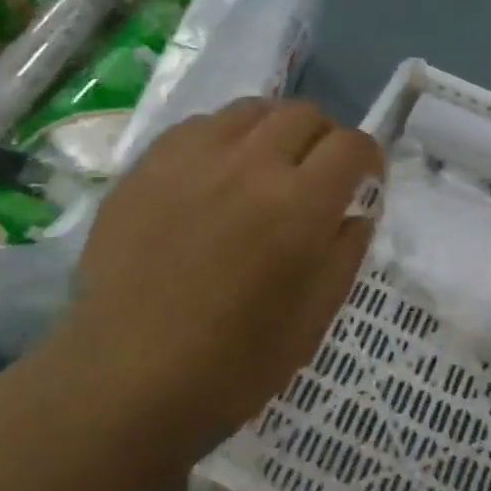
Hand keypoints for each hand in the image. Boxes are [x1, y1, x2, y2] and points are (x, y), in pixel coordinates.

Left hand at [47, 99, 383, 476]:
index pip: (351, 145)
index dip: (369, 158)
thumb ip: (345, 254)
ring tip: (266, 166)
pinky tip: (215, 176)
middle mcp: (249, 163)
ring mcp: (192, 156)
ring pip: (252, 109)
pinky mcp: (149, 163)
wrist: (121, 381)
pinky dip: (225, 138)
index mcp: (297, 205)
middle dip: (324, 138)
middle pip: (304, 114)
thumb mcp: (311, 323)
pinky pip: (201, 125)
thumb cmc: (228, 366)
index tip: (364, 180)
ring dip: (275, 130)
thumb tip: (357, 211)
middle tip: (316, 174)